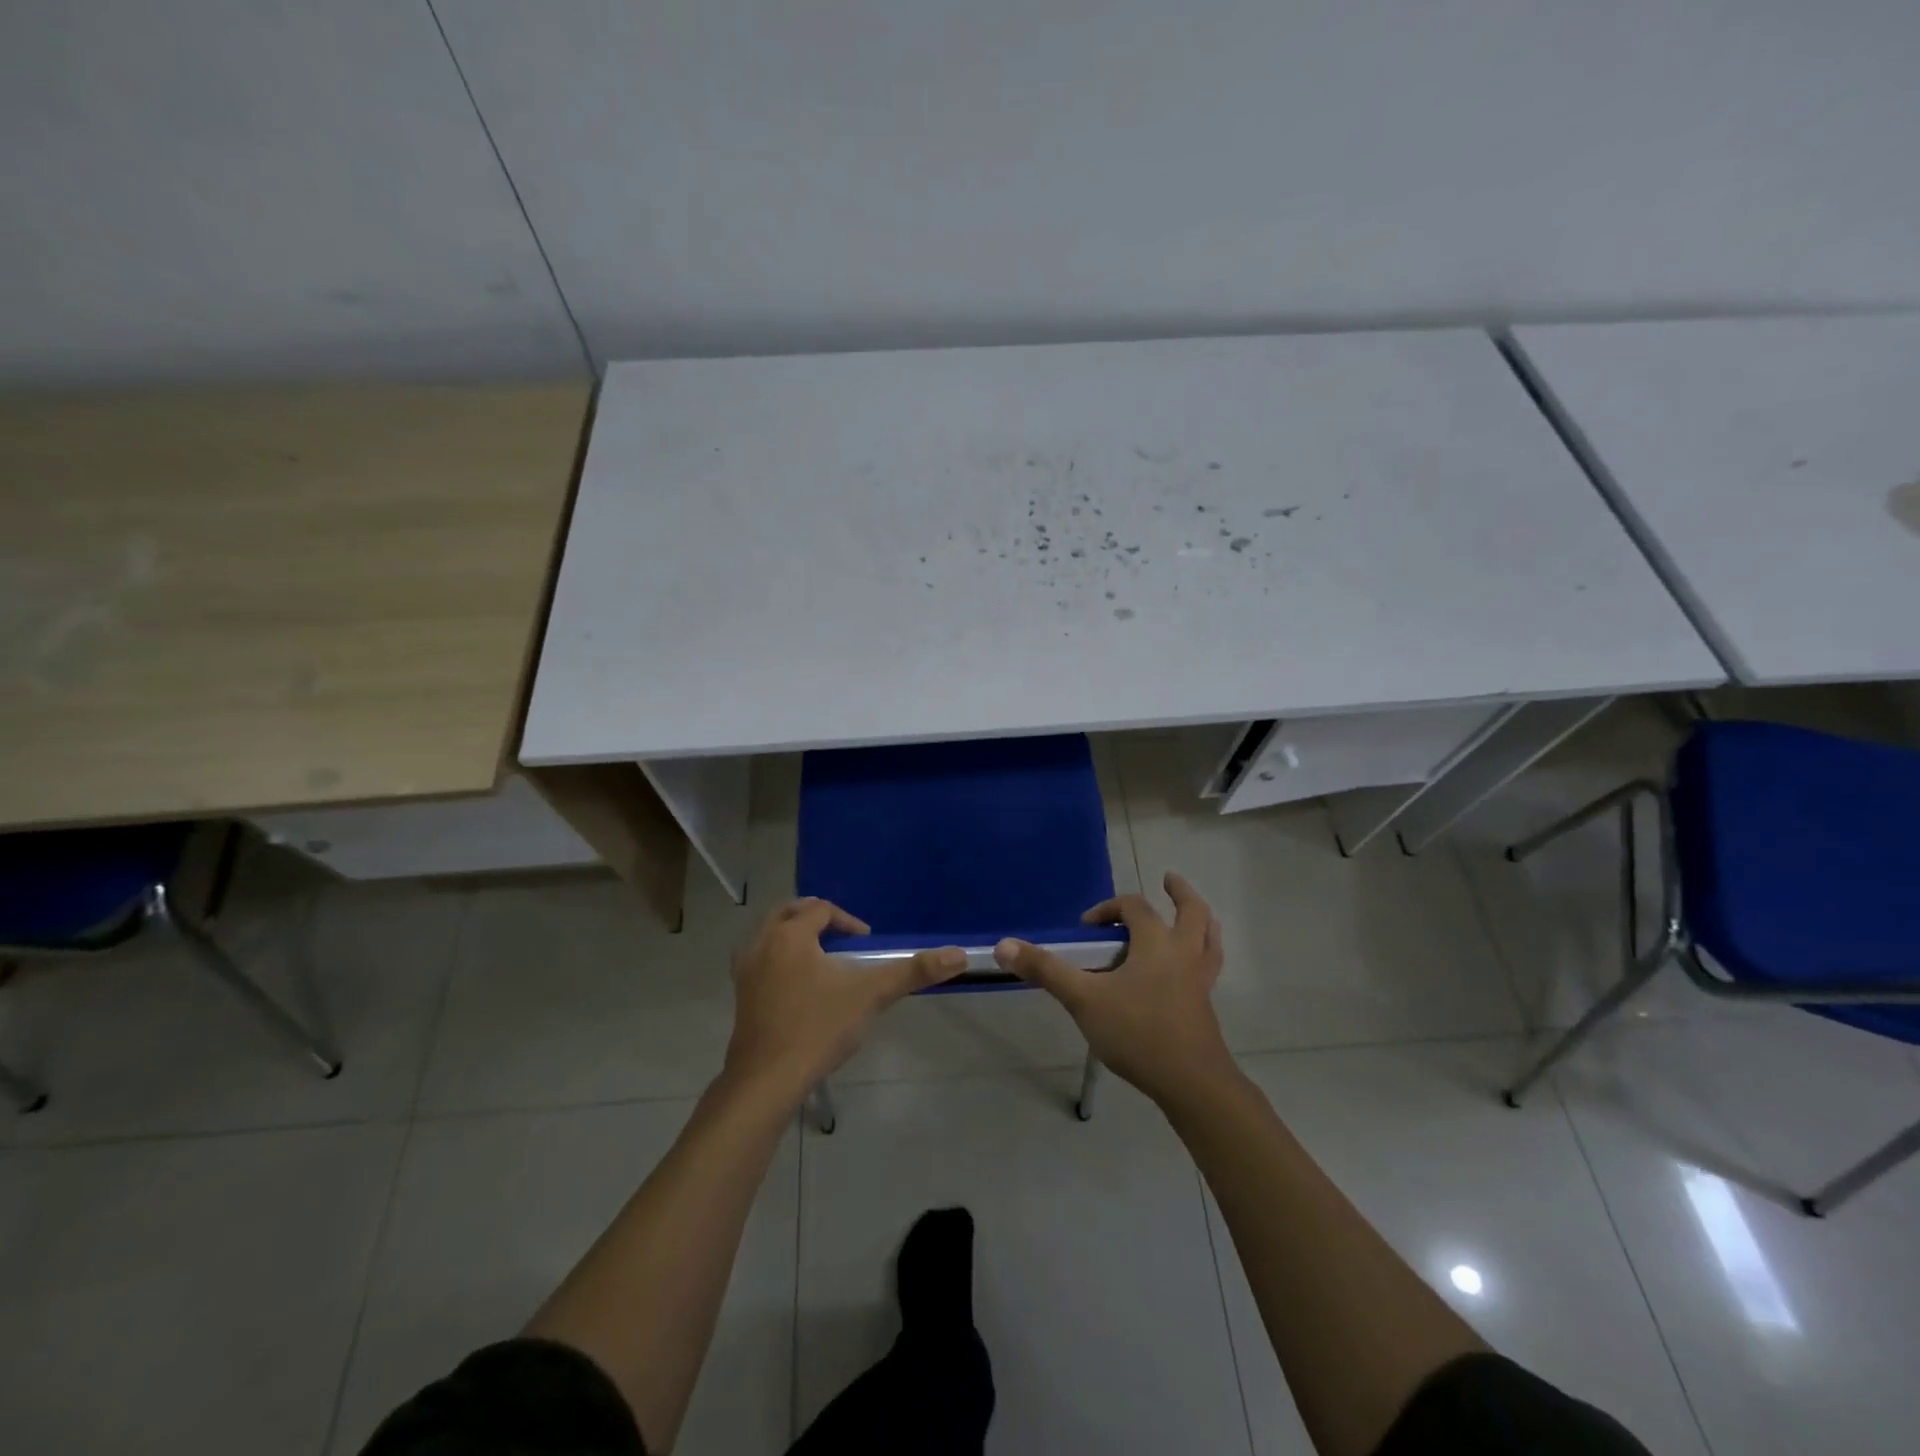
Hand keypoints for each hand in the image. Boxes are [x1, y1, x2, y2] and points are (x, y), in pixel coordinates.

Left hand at [724, 898, 965, 1100]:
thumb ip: (914, 972)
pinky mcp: (740, 996)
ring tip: (819, 955)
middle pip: (787, 913)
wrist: (766, 1081)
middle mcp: (761, 944)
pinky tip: (796, 985)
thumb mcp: (871, 995)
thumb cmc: (818, 1028)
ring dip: (792, 935)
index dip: (847, 921)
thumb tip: (959, 955)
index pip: (820, 910)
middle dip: (815, 918)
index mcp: (790, 934)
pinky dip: (777, 959)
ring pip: (767, 935)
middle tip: (841, 936)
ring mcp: (745, 971)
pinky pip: (758, 960)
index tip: (866, 942)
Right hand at [994, 872, 1236, 1107]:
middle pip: (1192, 912)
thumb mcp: (1083, 999)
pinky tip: (1188, 969)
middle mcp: (1184, 954)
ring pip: (1209, 939)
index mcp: (1157, 943)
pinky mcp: (1206, 1006)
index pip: (1134, 908)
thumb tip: (1003, 945)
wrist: (1191, 1083)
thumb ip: (1046, 970)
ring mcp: (1200, 980)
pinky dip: (1202, 954)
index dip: (1109, 909)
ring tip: (1194, 915)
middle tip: (1169, 880)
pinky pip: (1208, 967)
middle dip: (1180, 894)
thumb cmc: (1137, 1032)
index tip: (1087, 927)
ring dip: (1201, 922)